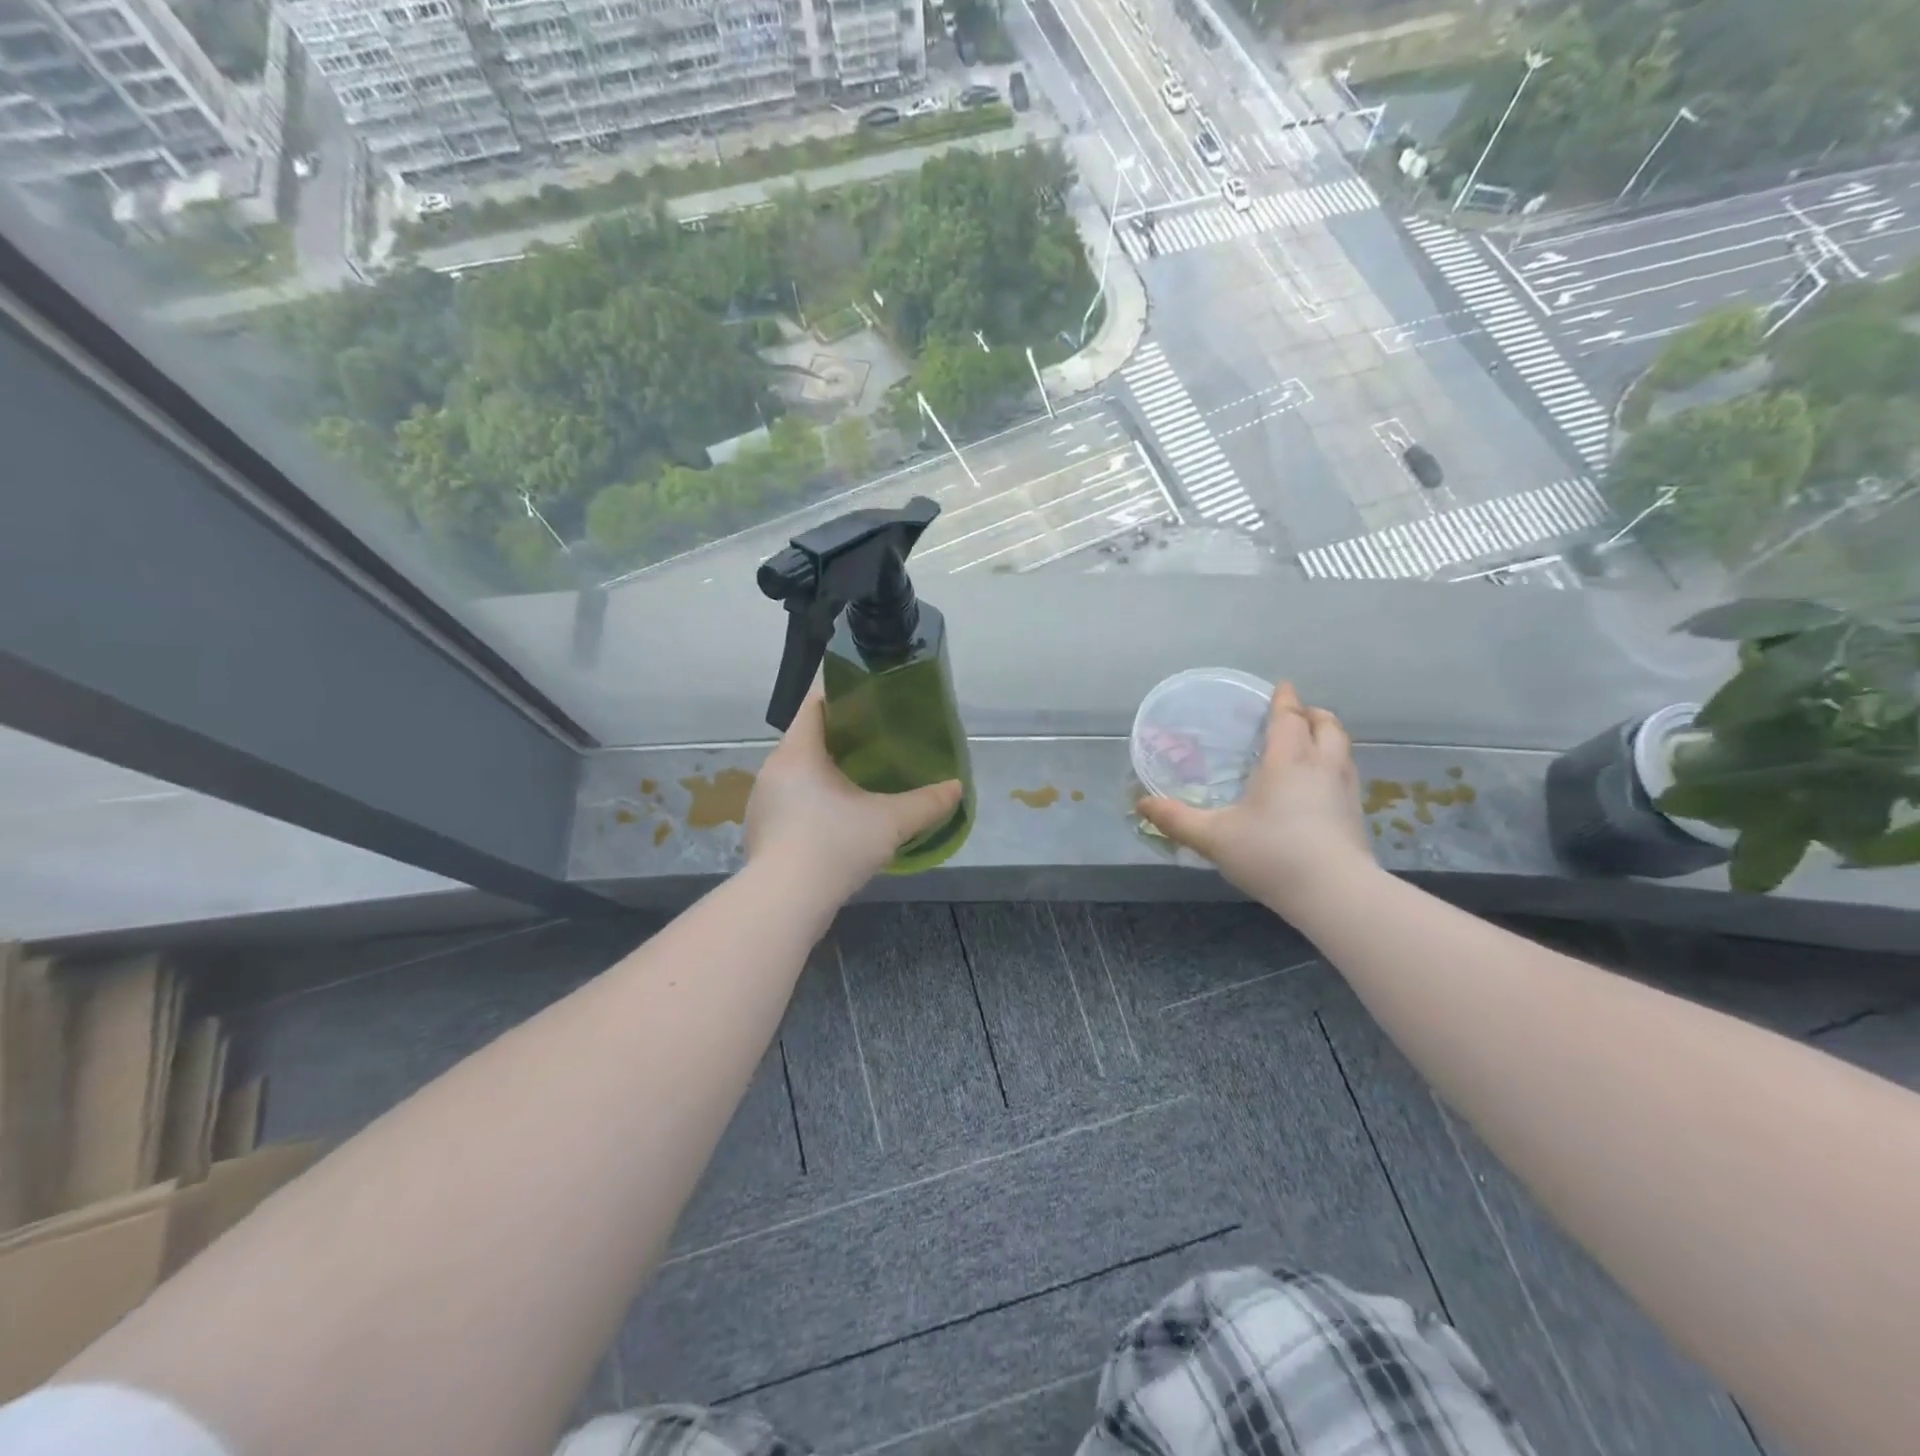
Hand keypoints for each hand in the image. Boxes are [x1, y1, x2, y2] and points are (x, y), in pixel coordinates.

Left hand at [744, 687, 964, 901]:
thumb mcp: (890, 822)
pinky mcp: (761, 830)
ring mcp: (763, 801)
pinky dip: (813, 797)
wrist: (784, 902)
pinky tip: (836, 816)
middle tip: (876, 735)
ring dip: (824, 768)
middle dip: (839, 733)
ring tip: (859, 775)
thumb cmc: (834, 845)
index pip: (815, 703)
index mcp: (798, 752)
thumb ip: (927, 803)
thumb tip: (957, 788)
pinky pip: (790, 799)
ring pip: (797, 770)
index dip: (841, 692)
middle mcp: (773, 769)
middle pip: (806, 736)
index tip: (869, 692)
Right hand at [1137, 682, 1375, 917]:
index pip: (1289, 718)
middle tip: (1295, 715)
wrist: (1336, 894)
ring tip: (1309, 744)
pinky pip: (1346, 775)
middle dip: (1312, 714)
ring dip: (1327, 738)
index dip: (1285, 699)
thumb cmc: (1272, 854)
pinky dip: (1333, 766)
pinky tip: (1318, 787)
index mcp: (1287, 760)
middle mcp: (1321, 766)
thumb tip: (1141, 805)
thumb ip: (1177, 820)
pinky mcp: (1356, 816)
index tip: (1282, 687)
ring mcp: (1344, 791)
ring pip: (1342, 749)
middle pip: (1326, 725)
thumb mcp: (1214, 838)